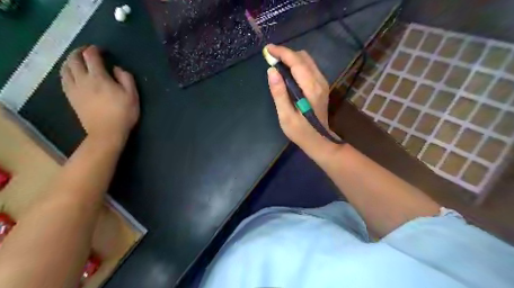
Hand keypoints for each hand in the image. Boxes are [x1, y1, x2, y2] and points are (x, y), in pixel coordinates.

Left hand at [60, 45, 138, 145]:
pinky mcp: (71, 97)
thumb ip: (126, 78)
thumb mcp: (132, 95)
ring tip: (77, 61)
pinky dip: (66, 72)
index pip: (91, 56)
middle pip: (74, 59)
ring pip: (65, 68)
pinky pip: (63, 80)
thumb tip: (116, 68)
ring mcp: (74, 89)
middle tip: (87, 52)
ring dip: (70, 61)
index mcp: (99, 78)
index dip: (94, 49)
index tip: (101, 50)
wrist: (106, 132)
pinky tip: (71, 74)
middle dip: (79, 51)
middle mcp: (83, 80)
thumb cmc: (123, 113)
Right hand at [267, 42, 339, 152]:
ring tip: (277, 64)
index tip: (268, 49)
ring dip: (291, 58)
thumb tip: (271, 71)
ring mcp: (322, 83)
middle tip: (270, 58)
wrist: (319, 140)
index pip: (297, 62)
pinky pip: (309, 67)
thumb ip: (279, 93)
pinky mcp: (322, 86)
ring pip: (307, 60)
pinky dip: (297, 65)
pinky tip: (287, 73)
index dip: (282, 53)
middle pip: (303, 57)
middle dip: (286, 54)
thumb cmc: (300, 131)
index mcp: (311, 88)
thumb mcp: (286, 116)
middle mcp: (319, 81)